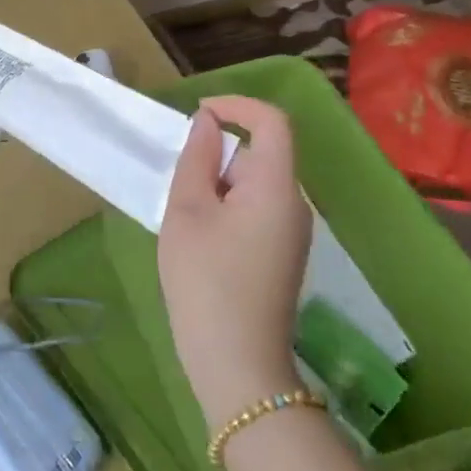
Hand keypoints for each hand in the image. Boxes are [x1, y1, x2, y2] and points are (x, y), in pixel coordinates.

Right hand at [159, 96, 313, 425]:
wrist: (237, 365)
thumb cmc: (205, 280)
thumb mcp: (186, 211)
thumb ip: (196, 158)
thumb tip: (207, 123)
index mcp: (276, 187)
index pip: (271, 121)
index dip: (236, 105)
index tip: (197, 114)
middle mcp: (294, 204)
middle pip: (258, 155)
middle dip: (214, 157)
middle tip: (176, 187)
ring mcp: (292, 233)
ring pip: (252, 185)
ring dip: (215, 186)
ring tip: (183, 220)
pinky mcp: (282, 255)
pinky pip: (254, 211)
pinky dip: (224, 209)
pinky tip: (199, 242)